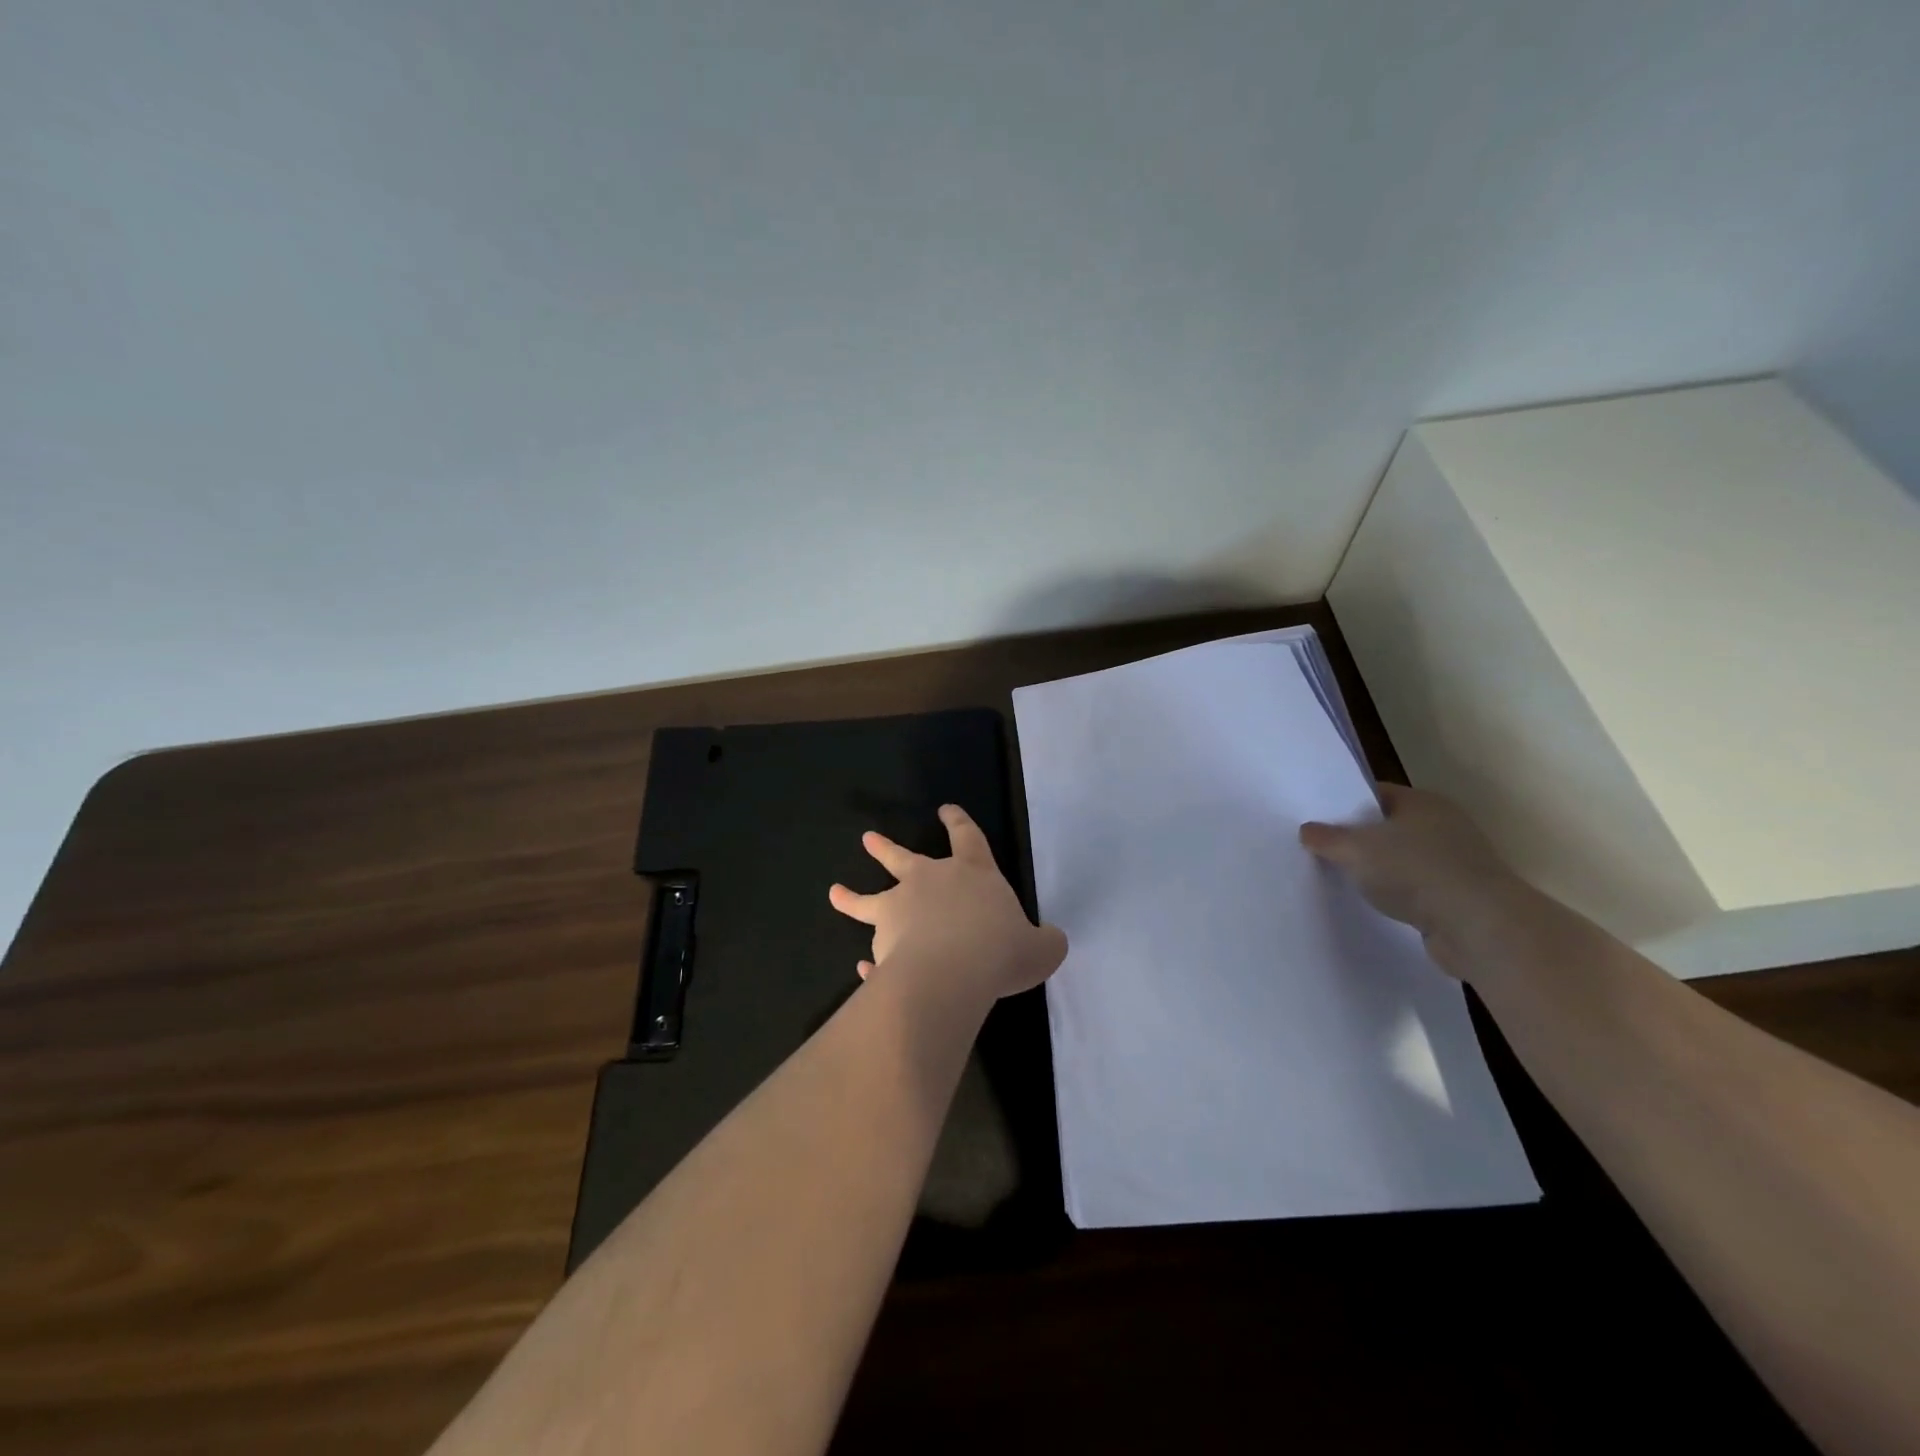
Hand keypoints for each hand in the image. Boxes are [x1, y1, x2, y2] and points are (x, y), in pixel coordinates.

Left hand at [828, 804, 1067, 1002]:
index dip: (958, 821)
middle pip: (903, 858)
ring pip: (869, 899)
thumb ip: (1046, 942)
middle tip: (868, 839)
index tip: (945, 810)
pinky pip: (873, 955)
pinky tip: (861, 971)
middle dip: (886, 848)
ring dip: (851, 897)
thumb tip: (1052, 941)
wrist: (951, 973)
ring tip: (834, 892)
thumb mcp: (1040, 949)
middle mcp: (930, 882)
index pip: (967, 837)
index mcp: (972, 873)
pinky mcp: (881, 943)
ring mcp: (899, 910)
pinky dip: (869, 964)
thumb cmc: (999, 950)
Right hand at [1299, 783, 1523, 969]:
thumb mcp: (1355, 850)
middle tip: (1323, 851)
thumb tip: (1308, 830)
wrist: (1479, 927)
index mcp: (1423, 802)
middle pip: (1389, 826)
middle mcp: (1444, 825)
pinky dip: (1399, 895)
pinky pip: (1418, 889)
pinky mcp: (1462, 897)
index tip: (1317, 820)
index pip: (1375, 794)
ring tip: (1344, 880)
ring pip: (1404, 859)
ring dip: (1380, 870)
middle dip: (1359, 839)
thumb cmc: (1415, 872)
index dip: (1344, 805)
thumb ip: (1326, 838)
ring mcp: (1458, 862)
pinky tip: (1377, 905)